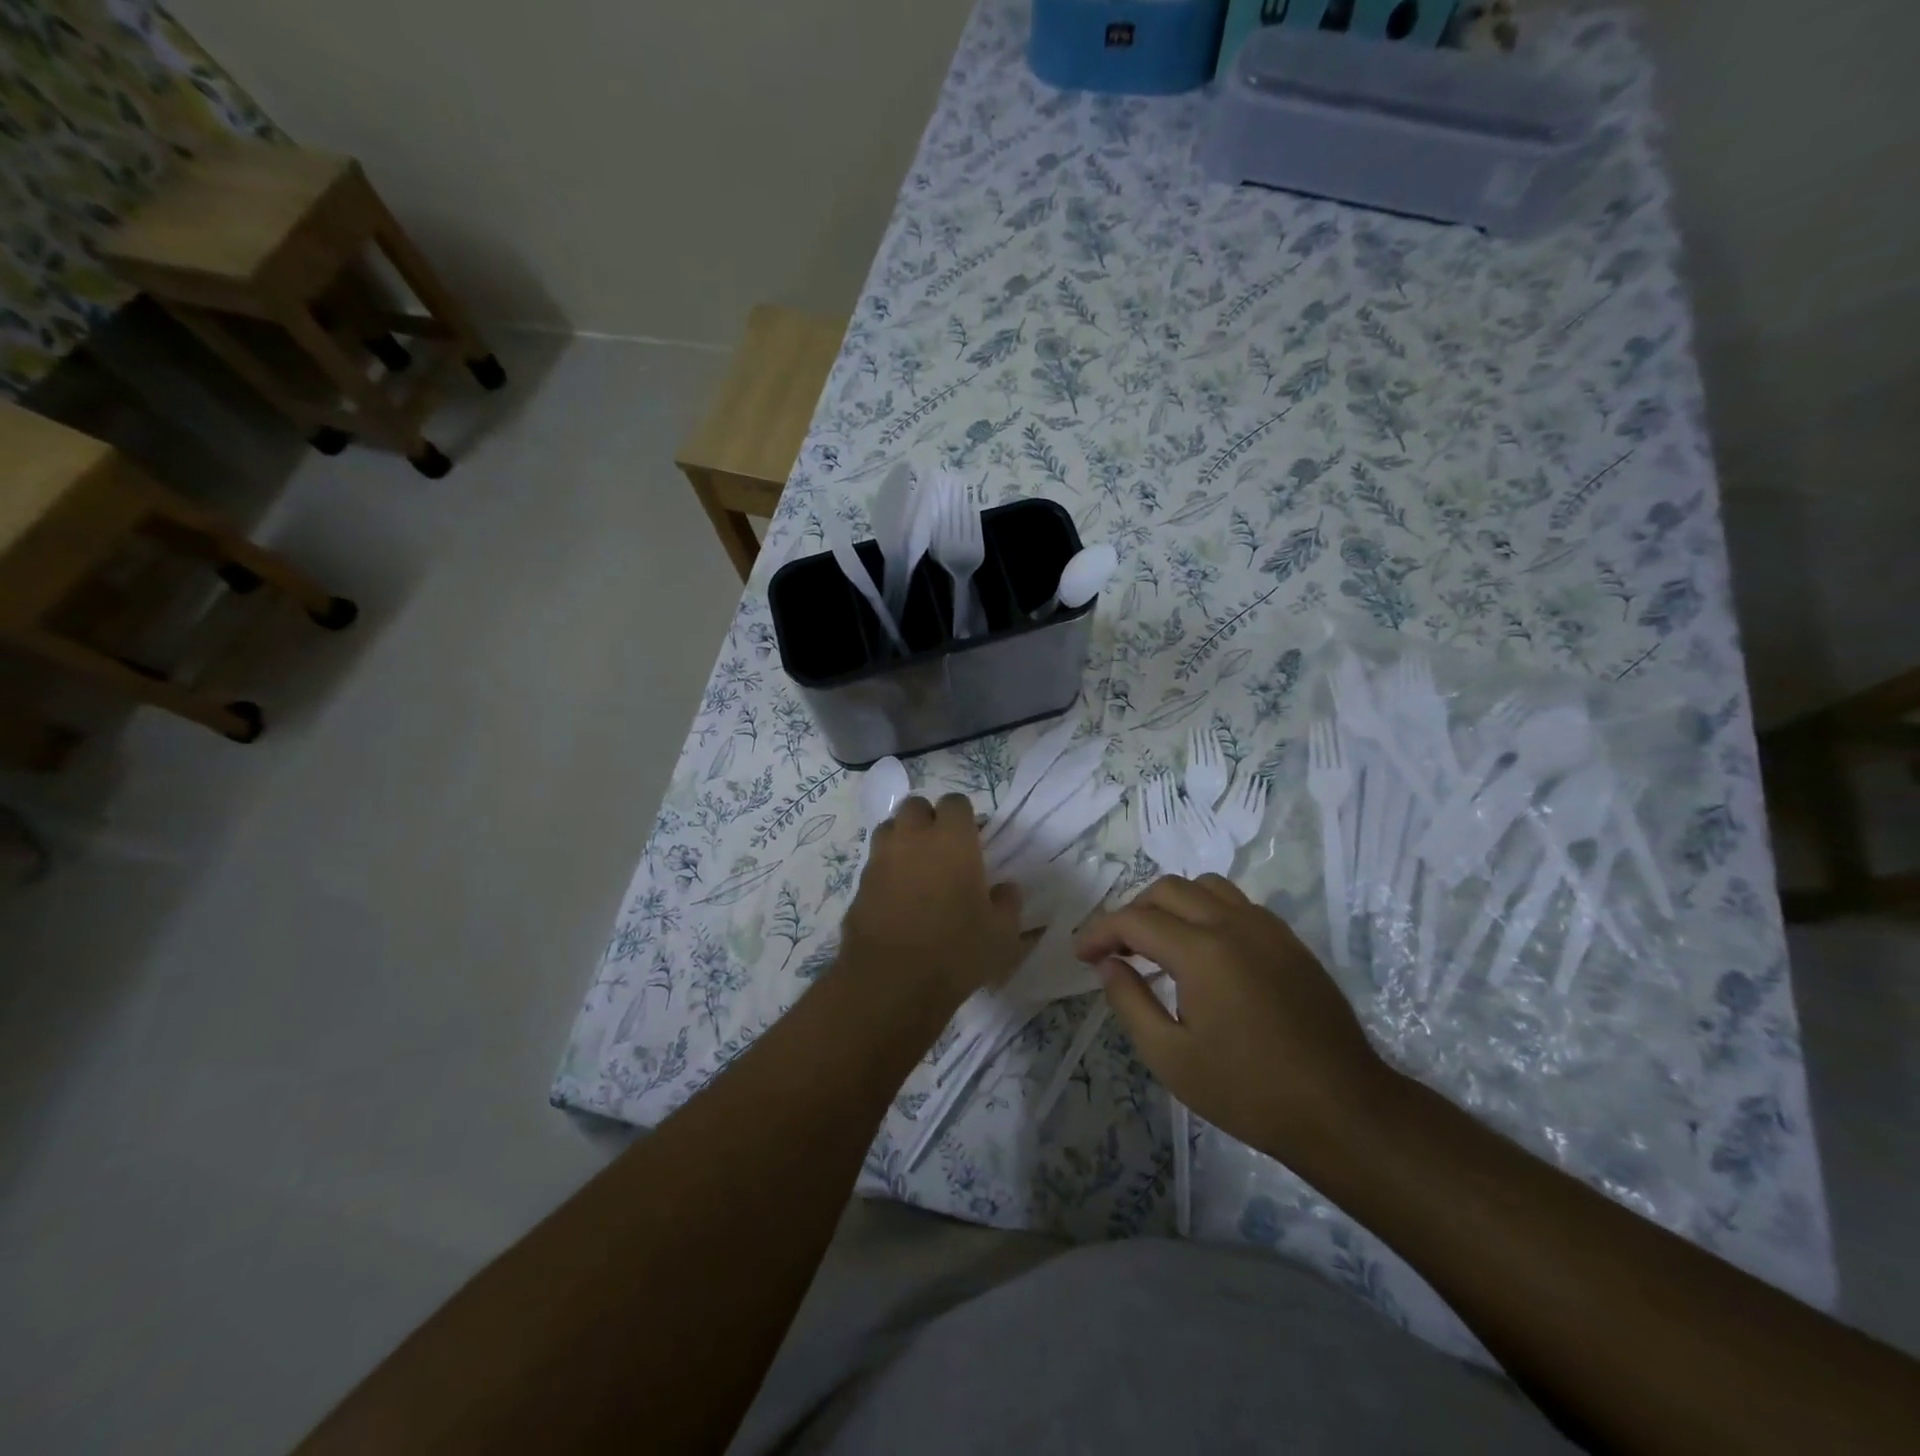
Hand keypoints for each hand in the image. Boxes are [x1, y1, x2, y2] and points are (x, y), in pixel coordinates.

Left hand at [840, 794, 1024, 1003]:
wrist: (891, 982)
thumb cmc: (956, 951)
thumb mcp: (1001, 933)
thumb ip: (1008, 903)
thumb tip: (1006, 889)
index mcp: (952, 839)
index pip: (956, 802)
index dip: (964, 817)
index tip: (973, 840)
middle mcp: (913, 838)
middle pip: (915, 806)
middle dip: (928, 819)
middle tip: (942, 848)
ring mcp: (881, 858)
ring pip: (889, 828)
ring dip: (903, 838)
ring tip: (917, 866)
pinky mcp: (860, 884)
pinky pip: (875, 861)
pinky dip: (886, 868)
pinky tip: (898, 896)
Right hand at [1074, 875, 1390, 1160]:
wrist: (1342, 1110)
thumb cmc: (1248, 1091)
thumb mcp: (1171, 1057)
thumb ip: (1130, 1001)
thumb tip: (1108, 965)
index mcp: (1202, 951)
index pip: (1135, 919)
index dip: (1100, 932)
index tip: (1081, 955)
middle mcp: (1233, 924)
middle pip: (1167, 890)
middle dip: (1132, 912)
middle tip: (1117, 950)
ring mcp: (1267, 928)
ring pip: (1206, 887)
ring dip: (1172, 904)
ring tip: (1159, 942)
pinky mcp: (1289, 941)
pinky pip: (1237, 904)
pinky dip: (1207, 911)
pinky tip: (1205, 951)